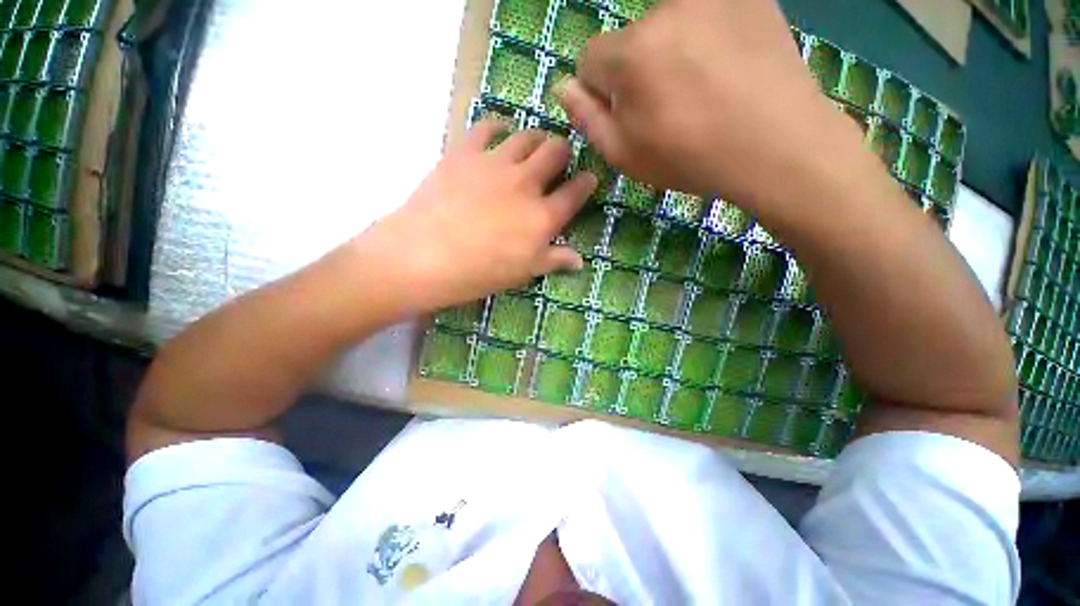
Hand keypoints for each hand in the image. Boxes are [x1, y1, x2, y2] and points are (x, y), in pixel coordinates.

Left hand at [361, 121, 596, 312]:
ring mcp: (496, 163)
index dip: (586, 182)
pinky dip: (498, 126)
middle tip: (558, 160)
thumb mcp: (524, 272)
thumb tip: (580, 261)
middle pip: (557, 151)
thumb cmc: (480, 272)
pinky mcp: (466, 152)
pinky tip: (499, 132)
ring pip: (528, 135)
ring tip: (533, 146)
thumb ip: (554, 260)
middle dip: (564, 152)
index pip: (576, 192)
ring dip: (537, 138)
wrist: (425, 256)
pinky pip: (487, 126)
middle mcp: (526, 183)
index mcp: (543, 216)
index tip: (588, 178)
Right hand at [558, 0, 863, 207]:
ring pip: (667, 25)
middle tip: (670, 107)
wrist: (777, 146)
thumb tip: (564, 86)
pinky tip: (725, 67)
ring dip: (670, 51)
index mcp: (630, 54)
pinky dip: (705, 35)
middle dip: (637, 71)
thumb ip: (588, 119)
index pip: (590, 59)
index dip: (601, 90)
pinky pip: (706, 14)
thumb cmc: (690, 159)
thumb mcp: (625, 155)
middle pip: (630, 40)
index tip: (625, 113)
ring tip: (702, 88)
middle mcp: (665, 10)